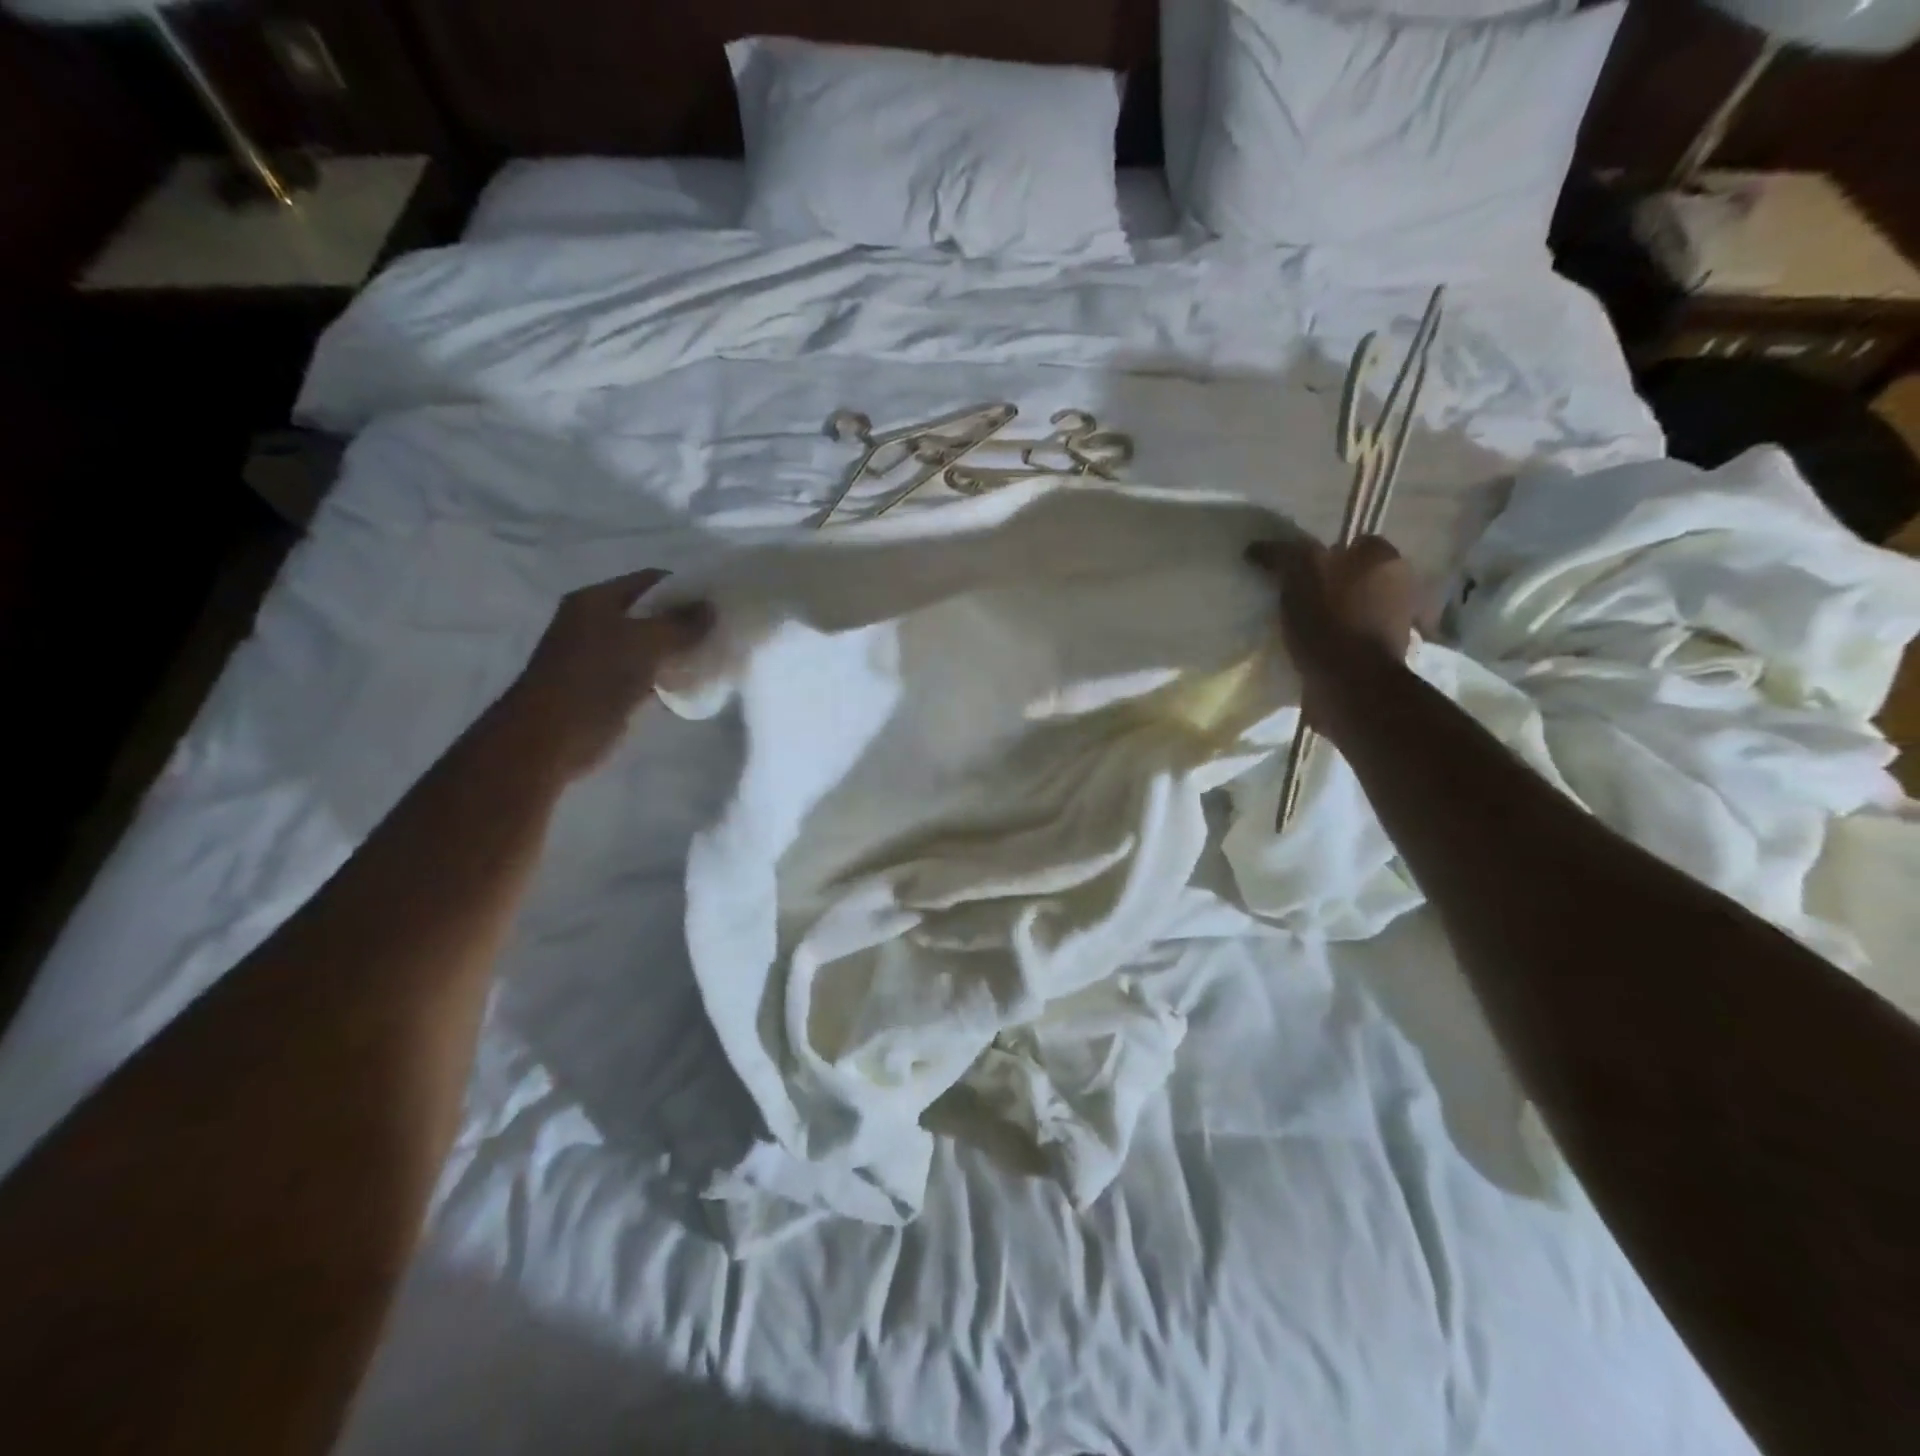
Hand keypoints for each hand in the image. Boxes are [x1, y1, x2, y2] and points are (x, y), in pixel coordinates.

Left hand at [490, 570, 712, 780]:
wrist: (550, 741)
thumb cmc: (593, 681)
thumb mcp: (644, 644)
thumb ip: (680, 625)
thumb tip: (711, 608)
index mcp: (596, 601)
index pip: (651, 581)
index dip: (686, 587)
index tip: (719, 600)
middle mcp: (597, 622)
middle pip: (652, 613)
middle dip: (686, 621)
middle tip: (723, 630)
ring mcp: (601, 657)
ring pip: (652, 645)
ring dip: (681, 650)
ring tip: (717, 655)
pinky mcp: (609, 688)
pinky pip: (648, 673)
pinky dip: (670, 676)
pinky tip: (696, 683)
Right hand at [1247, 534, 1416, 735]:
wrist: (1352, 685)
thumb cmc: (1330, 621)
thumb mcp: (1301, 573)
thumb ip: (1283, 554)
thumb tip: (1257, 548)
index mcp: (1385, 558)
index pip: (1351, 542)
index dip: (1321, 554)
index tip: (1294, 573)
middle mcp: (1400, 585)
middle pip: (1353, 576)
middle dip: (1327, 585)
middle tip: (1291, 600)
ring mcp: (1395, 622)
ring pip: (1352, 607)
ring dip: (1329, 616)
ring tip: (1296, 629)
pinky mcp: (1383, 655)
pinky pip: (1351, 638)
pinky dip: (1333, 642)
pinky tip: (1310, 651)